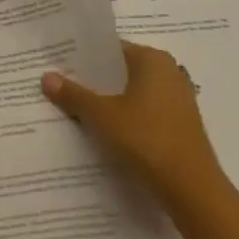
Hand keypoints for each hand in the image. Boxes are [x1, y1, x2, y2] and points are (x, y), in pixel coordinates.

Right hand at [43, 41, 223, 212]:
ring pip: (134, 94)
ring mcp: (178, 100)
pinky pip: (146, 113)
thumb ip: (74, 95)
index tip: (59, 66)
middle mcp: (169, 72)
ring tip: (77, 111)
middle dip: (94, 81)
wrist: (192, 190)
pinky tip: (106, 133)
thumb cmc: (146, 139)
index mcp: (152, 59)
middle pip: (122, 72)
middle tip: (62, 87)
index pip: (111, 49)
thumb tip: (46, 77)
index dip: (84, 58)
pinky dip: (127, 119)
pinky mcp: (181, 126)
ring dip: (110, 102)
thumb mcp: (102, 116)